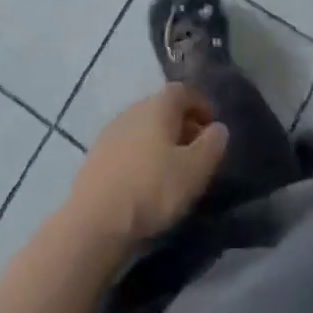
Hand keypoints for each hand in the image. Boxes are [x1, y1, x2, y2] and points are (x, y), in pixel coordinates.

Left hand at [68, 85, 228, 246]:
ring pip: (144, 128)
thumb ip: (212, 146)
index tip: (213, 128)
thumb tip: (219, 128)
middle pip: (162, 108)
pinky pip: (128, 147)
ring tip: (174, 170)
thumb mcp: (194, 170)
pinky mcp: (96, 156)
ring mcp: (111, 132)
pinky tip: (146, 182)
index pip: (183, 91)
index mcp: (157, 106)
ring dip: (161, 142)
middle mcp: (132, 110)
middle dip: (183, 125)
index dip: (201, 105)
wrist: (94, 221)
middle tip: (197, 152)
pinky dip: (142, 156)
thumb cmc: (151, 189)